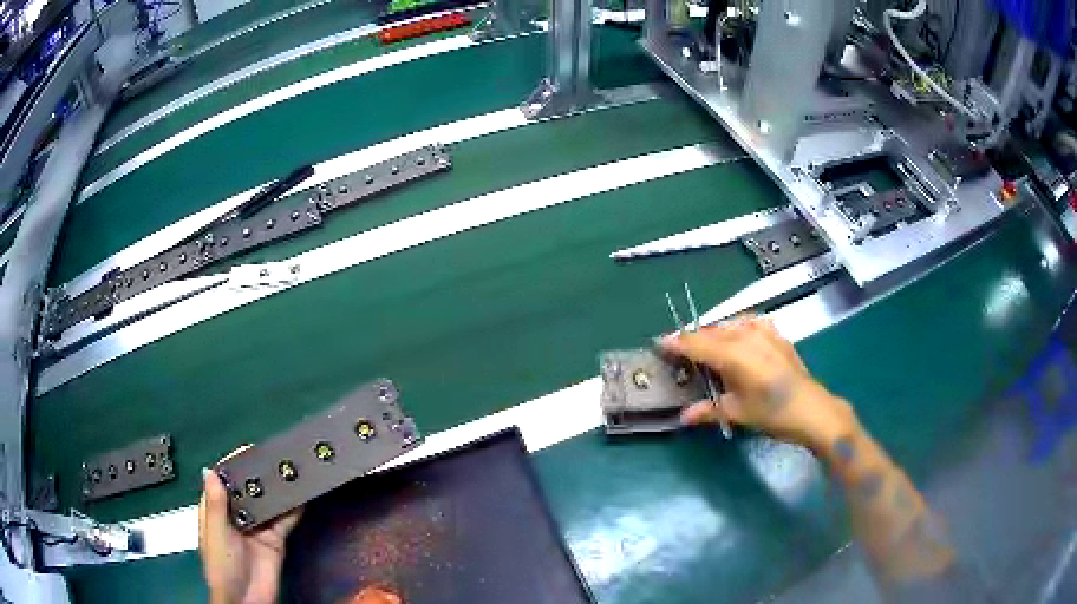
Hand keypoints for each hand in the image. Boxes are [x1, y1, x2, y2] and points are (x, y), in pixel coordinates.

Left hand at [199, 449, 302, 603]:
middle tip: (278, 458)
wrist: (246, 599)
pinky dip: (294, 508)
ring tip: (293, 472)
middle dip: (262, 474)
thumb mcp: (215, 534)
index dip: (236, 463)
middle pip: (250, 488)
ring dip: (279, 489)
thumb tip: (210, 470)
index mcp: (217, 508)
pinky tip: (302, 496)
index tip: (251, 449)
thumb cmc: (222, 566)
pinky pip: (286, 520)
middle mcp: (238, 513)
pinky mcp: (277, 539)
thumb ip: (215, 504)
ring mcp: (259, 526)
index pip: (225, 480)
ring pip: (269, 501)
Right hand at [659, 315, 856, 451]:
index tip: (660, 343)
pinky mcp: (776, 335)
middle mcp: (747, 336)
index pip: (697, 343)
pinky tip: (736, 338)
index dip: (677, 343)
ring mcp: (764, 332)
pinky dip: (736, 328)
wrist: (813, 410)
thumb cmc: (773, 414)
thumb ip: (708, 410)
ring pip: (729, 325)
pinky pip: (749, 323)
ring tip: (706, 348)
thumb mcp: (739, 413)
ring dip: (714, 333)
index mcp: (734, 355)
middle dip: (694, 339)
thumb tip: (683, 416)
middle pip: (711, 331)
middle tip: (680, 352)